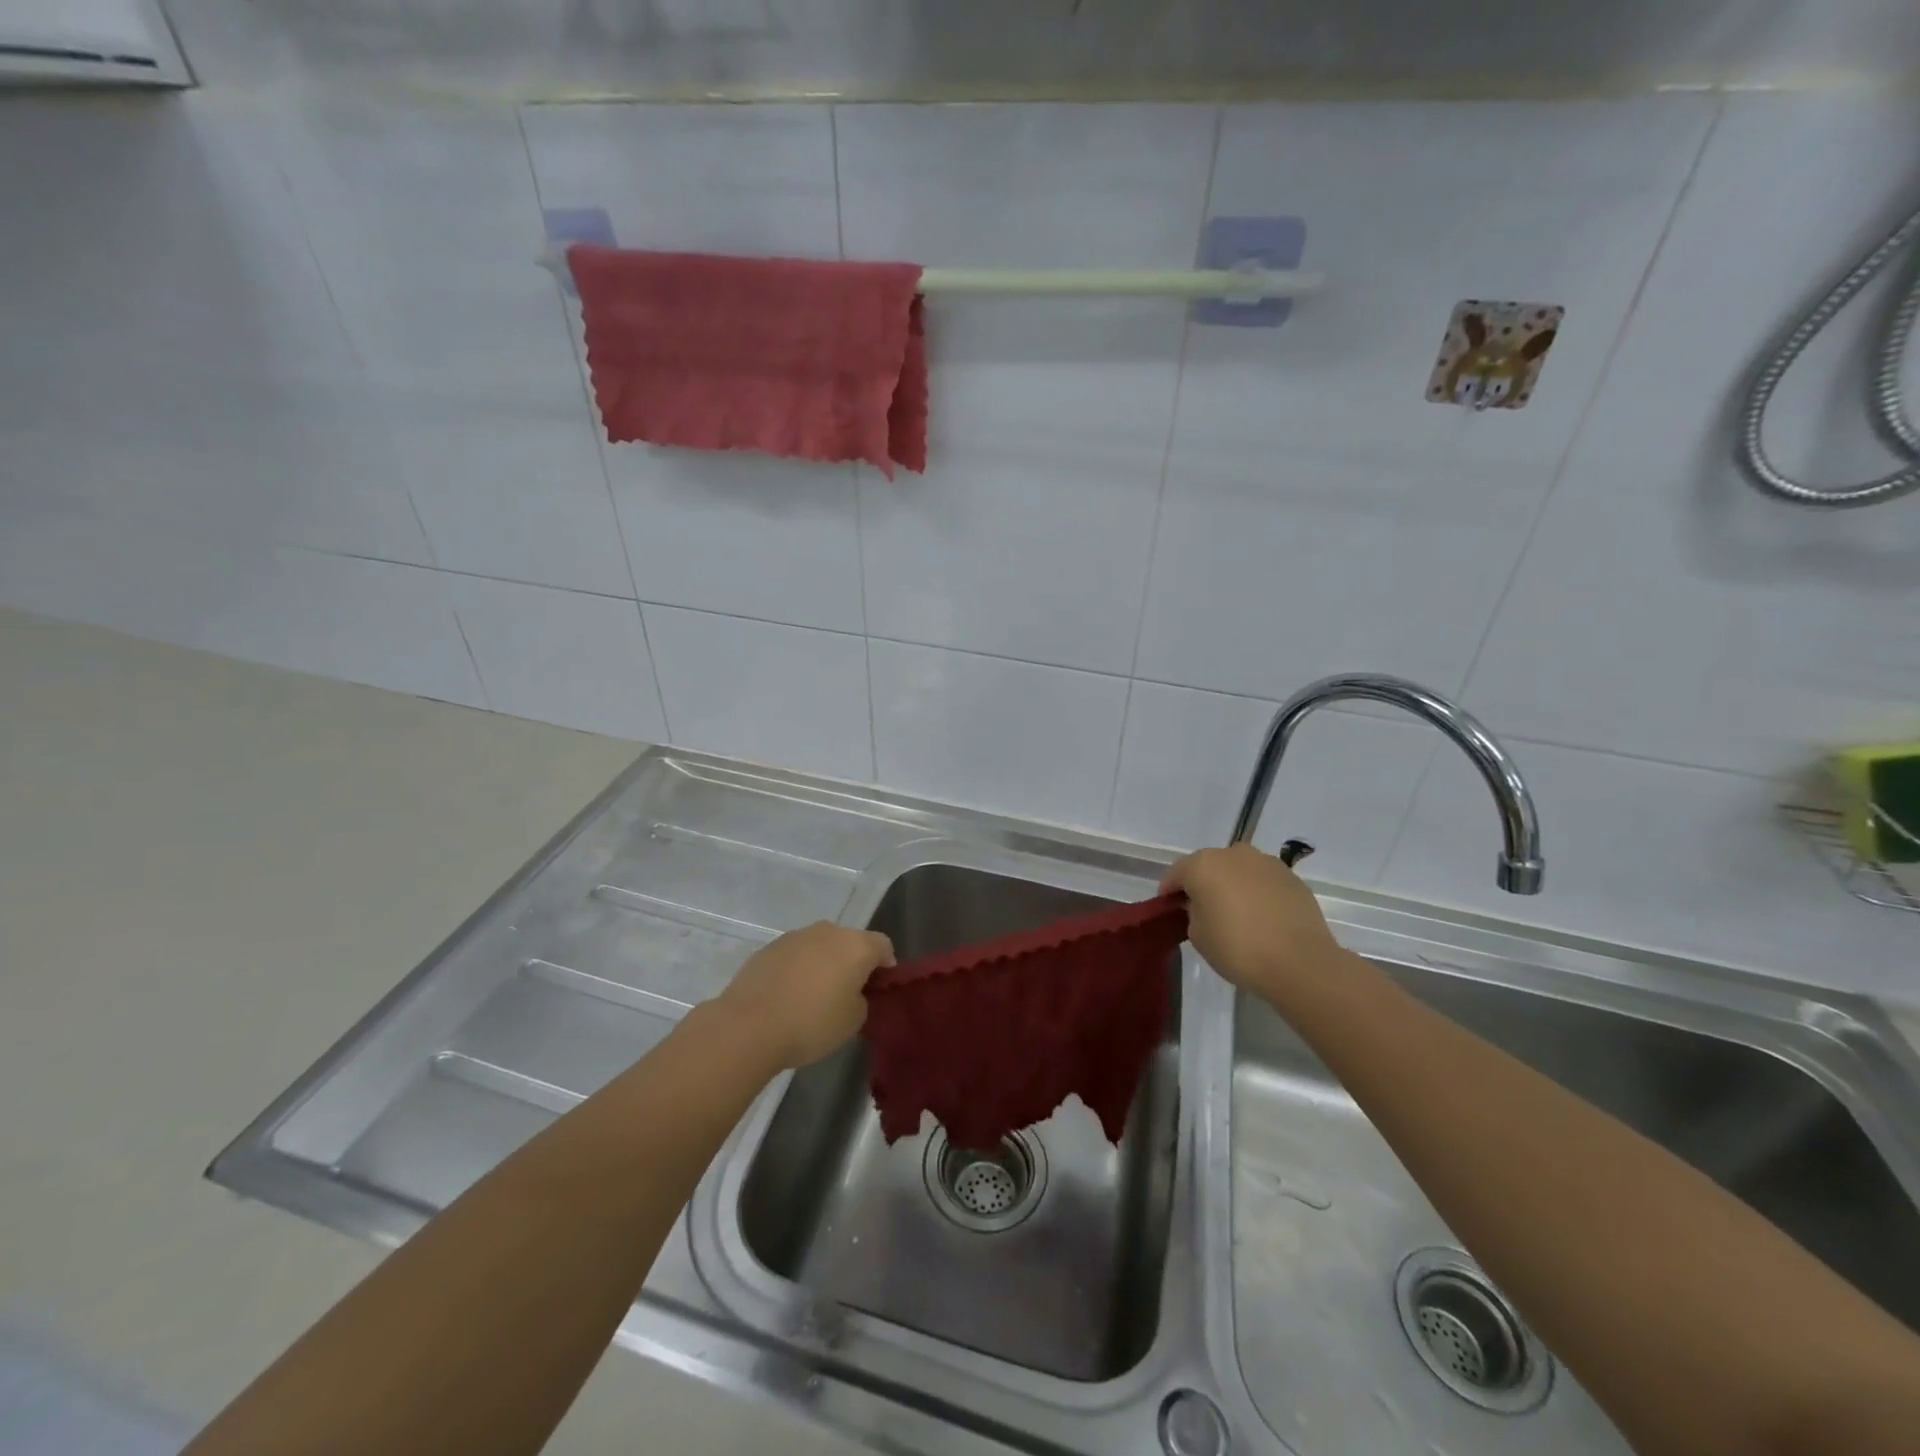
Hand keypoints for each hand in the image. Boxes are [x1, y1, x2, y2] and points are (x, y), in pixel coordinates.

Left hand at [714, 922, 895, 1070]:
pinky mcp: (768, 948)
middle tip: (848, 993)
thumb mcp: (853, 1021)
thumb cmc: (812, 1023)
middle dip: (852, 963)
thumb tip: (851, 993)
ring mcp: (795, 936)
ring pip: (820, 946)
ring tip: (813, 996)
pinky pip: (794, 955)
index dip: (886, 965)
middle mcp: (828, 931)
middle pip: (850, 942)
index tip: (879, 988)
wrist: (749, 1026)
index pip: (883, 946)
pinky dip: (797, 969)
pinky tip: (788, 996)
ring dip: (823, 963)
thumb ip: (861, 1000)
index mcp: (856, 945)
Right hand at [1160, 843, 1342, 997]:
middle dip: (1203, 884)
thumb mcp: (1197, 935)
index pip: (1176, 873)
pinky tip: (1261, 918)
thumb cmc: (1237, 948)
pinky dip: (1257, 893)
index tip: (1170, 910)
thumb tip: (1202, 905)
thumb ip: (1193, 912)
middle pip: (1209, 866)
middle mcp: (1234, 854)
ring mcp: (1266, 863)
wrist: (1299, 962)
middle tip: (1203, 911)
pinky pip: (1263, 882)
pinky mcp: (1292, 878)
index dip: (1170, 892)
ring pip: (1239, 870)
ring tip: (1236, 914)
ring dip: (1233, 885)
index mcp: (1203, 864)